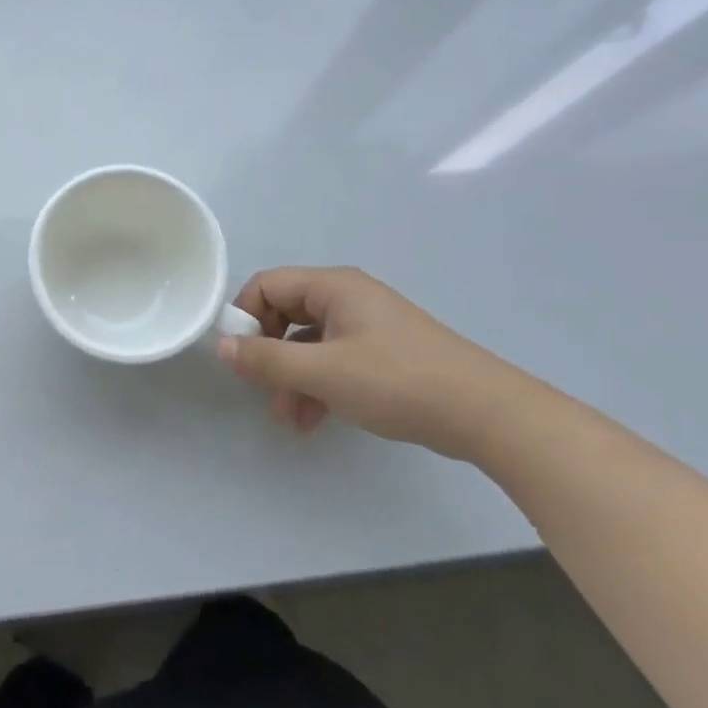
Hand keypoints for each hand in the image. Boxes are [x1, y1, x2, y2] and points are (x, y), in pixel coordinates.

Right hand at [218, 266, 538, 461]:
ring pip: (309, 343)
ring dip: (292, 378)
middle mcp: (346, 297)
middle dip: (269, 355)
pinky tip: (314, 422)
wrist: (486, 414)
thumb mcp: (323, 372)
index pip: (267, 285)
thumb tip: (222, 346)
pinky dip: (318, 386)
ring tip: (289, 420)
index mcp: (332, 287)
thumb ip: (267, 359)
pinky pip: (333, 361)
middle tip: (262, 391)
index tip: (240, 358)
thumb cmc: (397, 381)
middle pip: (286, 314)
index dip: (246, 317)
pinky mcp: (382, 354)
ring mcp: (367, 326)